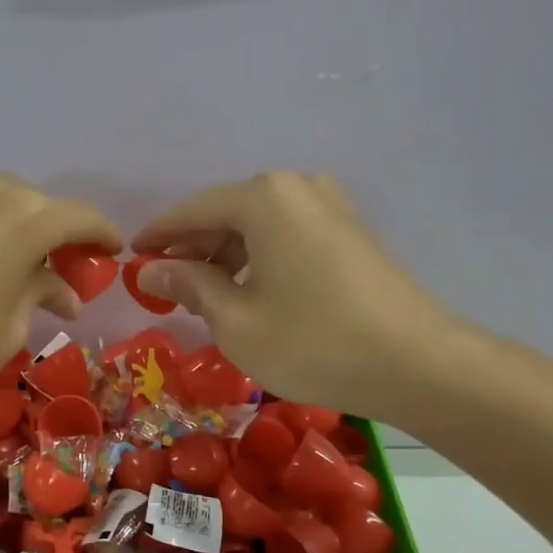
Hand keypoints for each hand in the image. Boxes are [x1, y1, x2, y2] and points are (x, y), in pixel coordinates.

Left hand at [0, 172, 121, 425]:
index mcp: (23, 218)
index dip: (102, 235)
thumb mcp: (7, 330)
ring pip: (2, 206)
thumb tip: (60, 289)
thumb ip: (39, 295)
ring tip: (22, 274)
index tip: (114, 254)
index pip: (79, 217)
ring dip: (20, 234)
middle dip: (58, 237)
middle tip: (65, 274)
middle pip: (39, 207)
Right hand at [132, 173, 472, 426]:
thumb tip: (150, 270)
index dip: (159, 235)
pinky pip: (288, 234)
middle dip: (194, 247)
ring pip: (259, 224)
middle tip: (167, 284)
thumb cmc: (314, 342)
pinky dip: (260, 257)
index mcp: (264, 199)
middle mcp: (297, 187)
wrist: (420, 364)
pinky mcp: (350, 231)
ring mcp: (330, 206)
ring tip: (206, 294)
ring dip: (226, 254)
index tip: (132, 256)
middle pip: (227, 213)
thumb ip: (189, 286)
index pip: (193, 210)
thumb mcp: (236, 320)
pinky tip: (251, 291)